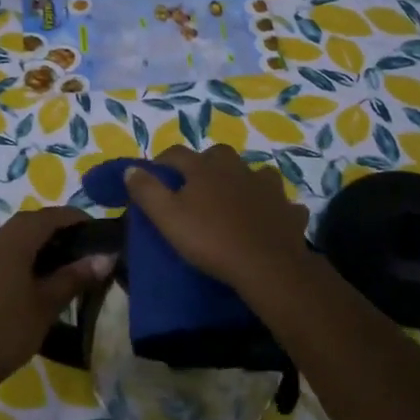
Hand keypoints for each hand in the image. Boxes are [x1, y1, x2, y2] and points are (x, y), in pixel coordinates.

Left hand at [0, 206, 113, 389]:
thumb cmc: (6, 330)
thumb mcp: (46, 304)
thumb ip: (75, 277)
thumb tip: (106, 256)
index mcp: (12, 243)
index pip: (48, 216)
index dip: (74, 217)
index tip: (97, 228)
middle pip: (28, 223)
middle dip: (56, 227)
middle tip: (82, 244)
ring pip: (13, 238)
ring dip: (38, 242)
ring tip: (63, 261)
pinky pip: (2, 254)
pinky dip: (23, 256)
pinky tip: (35, 278)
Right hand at [122, 145, 310, 288]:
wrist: (266, 265)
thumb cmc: (210, 239)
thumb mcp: (167, 217)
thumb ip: (147, 190)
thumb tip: (131, 168)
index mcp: (205, 169)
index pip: (177, 154)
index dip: (163, 161)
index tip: (153, 174)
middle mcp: (237, 169)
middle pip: (218, 156)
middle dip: (205, 165)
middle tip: (196, 187)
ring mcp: (267, 187)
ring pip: (255, 174)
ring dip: (244, 182)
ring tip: (235, 200)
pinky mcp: (288, 210)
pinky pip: (281, 204)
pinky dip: (273, 208)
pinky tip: (268, 220)